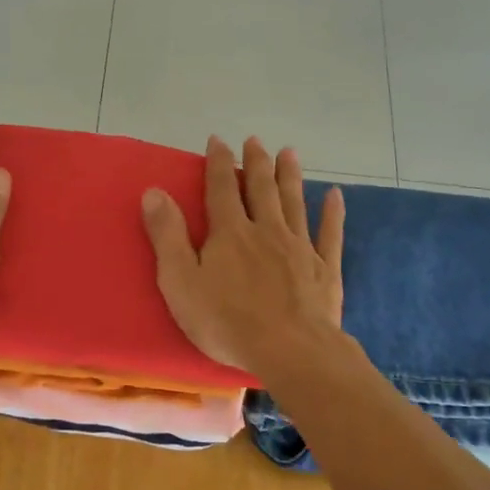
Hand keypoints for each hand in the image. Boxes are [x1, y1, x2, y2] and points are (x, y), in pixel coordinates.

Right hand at [141, 136, 345, 376]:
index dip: (218, 163)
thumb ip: (168, 236)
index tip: (218, 140)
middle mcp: (267, 230)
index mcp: (230, 233)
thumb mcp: (180, 282)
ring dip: (290, 176)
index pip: (221, 189)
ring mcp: (300, 247)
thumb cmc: (227, 321)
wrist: (290, 350)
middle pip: (261, 189)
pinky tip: (335, 195)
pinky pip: (329, 233)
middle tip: (255, 141)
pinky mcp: (324, 269)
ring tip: (289, 153)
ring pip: (294, 202)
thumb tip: (154, 192)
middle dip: (256, 162)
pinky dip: (332, 212)